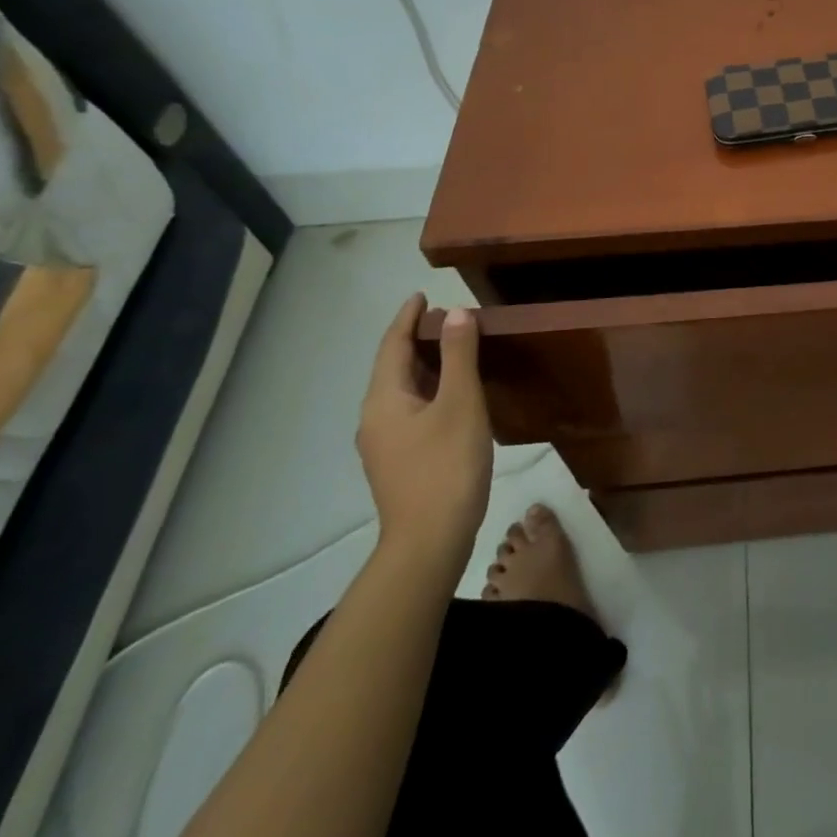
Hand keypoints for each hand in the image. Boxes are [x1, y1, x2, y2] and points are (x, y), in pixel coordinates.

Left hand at [355, 294, 491, 579]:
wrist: (430, 540)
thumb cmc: (446, 465)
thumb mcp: (461, 403)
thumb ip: (459, 356)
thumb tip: (456, 313)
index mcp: (384, 400)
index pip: (392, 346)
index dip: (407, 319)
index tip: (422, 295)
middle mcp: (376, 418)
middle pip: (394, 368)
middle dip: (417, 340)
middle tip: (448, 319)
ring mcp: (386, 444)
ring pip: (403, 391)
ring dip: (425, 366)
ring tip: (454, 350)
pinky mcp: (400, 462)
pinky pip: (411, 410)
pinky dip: (430, 390)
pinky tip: (453, 396)